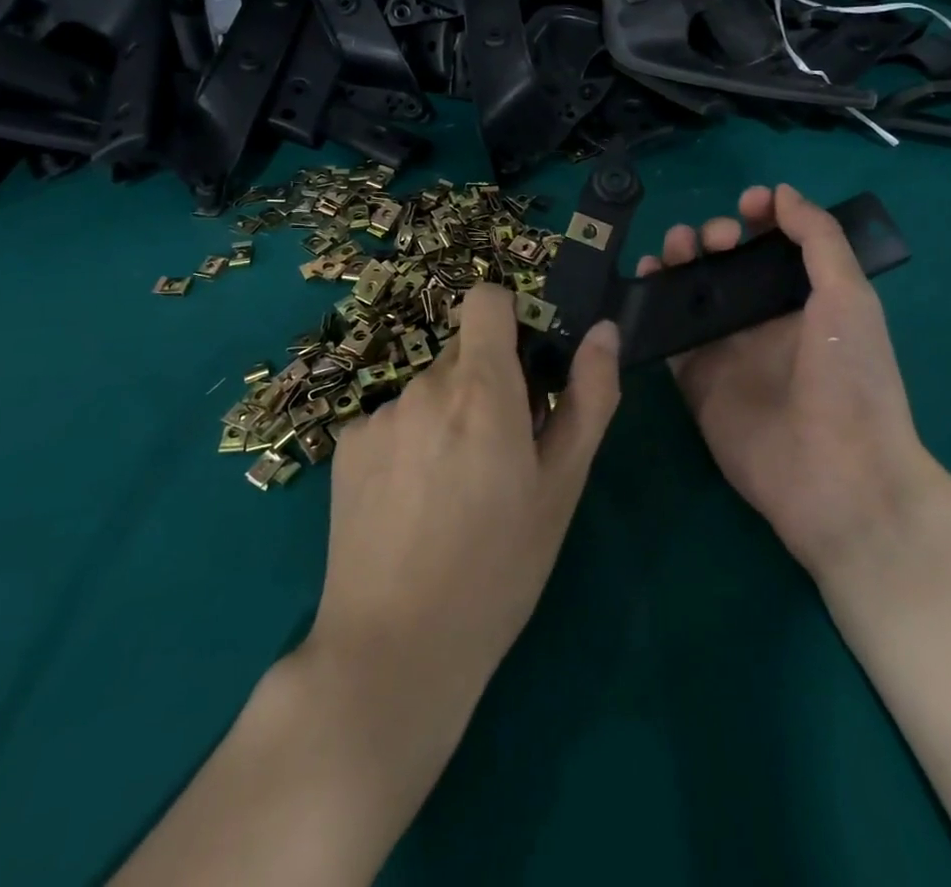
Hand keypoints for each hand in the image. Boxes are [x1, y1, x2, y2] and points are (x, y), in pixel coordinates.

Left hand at [307, 285, 621, 705]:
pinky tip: (411, 505)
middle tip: (500, 453)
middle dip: (486, 384)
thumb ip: (588, 397)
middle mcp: (424, 386)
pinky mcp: (346, 447)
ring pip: (428, 391)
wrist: (395, 650)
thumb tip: (604, 332)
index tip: (526, 366)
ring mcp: (378, 415)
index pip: (486, 300)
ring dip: (447, 417)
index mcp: (481, 387)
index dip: (510, 319)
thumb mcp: (561, 486)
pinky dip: (408, 443)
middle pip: (463, 354)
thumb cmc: (499, 568)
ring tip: (454, 491)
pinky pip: (392, 421)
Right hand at [636, 183, 934, 576]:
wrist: (837, 476)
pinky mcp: (695, 377)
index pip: (775, 246)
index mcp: (806, 299)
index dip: (760, 218)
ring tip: (674, 249)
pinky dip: (652, 303)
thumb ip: (818, 239)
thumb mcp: (850, 297)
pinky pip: (668, 333)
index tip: (748, 203)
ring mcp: (727, 349)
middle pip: (727, 264)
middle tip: (713, 239)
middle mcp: (763, 319)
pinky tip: (646, 280)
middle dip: (714, 236)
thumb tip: (782, 193)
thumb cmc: (852, 379)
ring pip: (693, 291)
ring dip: (679, 260)